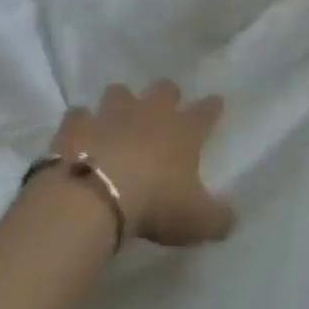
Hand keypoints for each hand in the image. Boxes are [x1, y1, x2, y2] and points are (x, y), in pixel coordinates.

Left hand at [48, 81, 235, 247]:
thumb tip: (231, 220)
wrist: (94, 199)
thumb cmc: (154, 204)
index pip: (206, 111)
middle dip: (166, 94)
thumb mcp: (196, 220)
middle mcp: (150, 113)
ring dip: (120, 102)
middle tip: (163, 108)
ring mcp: (111, 115)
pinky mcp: (76, 126)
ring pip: (119, 92)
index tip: (216, 103)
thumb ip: (217, 218)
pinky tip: (79, 135)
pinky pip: (78, 115)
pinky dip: (80, 123)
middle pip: (163, 89)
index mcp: (184, 131)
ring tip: (117, 118)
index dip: (212, 107)